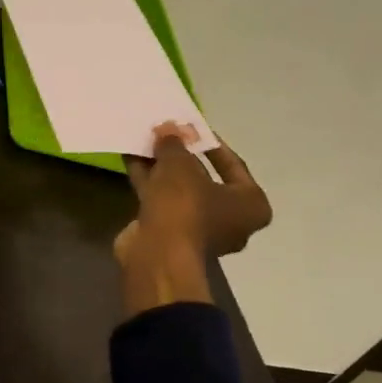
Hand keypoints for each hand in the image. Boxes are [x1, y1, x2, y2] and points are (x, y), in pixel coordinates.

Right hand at [114, 123, 271, 315]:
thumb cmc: (184, 207)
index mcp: (250, 204)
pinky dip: (149, 181)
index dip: (210, 143)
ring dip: (162, 167)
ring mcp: (199, 230)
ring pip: (180, 190)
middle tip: (166, 134)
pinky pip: (162, 201)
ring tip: (144, 141)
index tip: (191, 127)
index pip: (234, 165)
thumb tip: (169, 128)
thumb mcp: (180, 165)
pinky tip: (131, 159)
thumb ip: (175, 143)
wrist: (157, 255)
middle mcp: (230, 219)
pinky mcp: (171, 235)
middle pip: (204, 178)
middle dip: (182, 156)